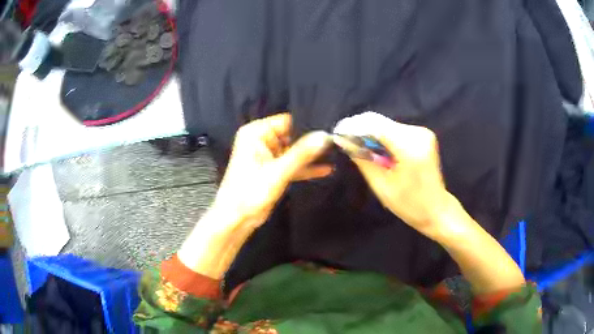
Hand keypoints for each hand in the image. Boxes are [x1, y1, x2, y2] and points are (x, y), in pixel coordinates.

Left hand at [213, 113, 331, 229]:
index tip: (330, 128)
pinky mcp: (273, 169)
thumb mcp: (278, 171)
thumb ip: (302, 153)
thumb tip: (325, 136)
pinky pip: (292, 164)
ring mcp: (268, 155)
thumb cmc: (251, 192)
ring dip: (311, 156)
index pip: (287, 121)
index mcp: (256, 133)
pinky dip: (305, 168)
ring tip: (336, 153)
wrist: (237, 218)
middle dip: (312, 141)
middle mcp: (262, 140)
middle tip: (337, 141)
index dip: (308, 124)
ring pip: (294, 151)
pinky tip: (326, 169)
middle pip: (293, 135)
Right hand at [334, 112, 452, 237]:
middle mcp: (418, 133)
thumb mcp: (382, 186)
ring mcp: (422, 132)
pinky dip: (381, 136)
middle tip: (344, 141)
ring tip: (357, 147)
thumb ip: (363, 160)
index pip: (375, 126)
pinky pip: (394, 129)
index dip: (354, 126)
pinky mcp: (422, 135)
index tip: (337, 132)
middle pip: (380, 122)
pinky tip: (374, 148)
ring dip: (370, 133)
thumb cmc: (409, 204)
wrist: (436, 208)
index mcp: (410, 148)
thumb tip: (343, 140)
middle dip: (360, 128)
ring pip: (386, 124)